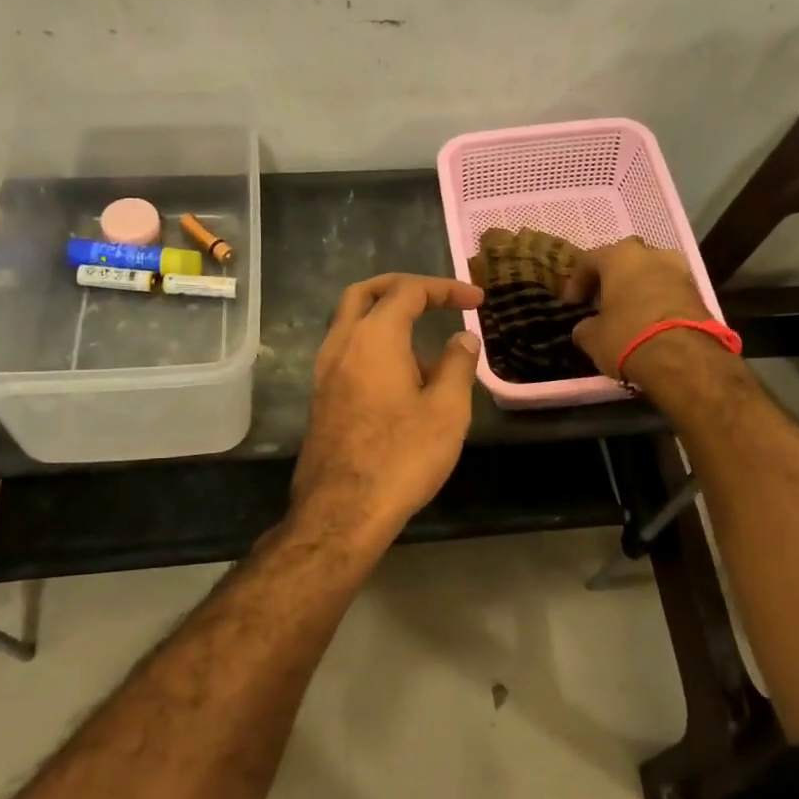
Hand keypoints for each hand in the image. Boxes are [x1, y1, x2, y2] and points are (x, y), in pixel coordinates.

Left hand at [290, 274, 483, 552]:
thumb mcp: (447, 411)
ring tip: (428, 348)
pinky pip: (348, 353)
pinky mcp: (321, 399)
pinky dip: (374, 346)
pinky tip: (403, 379)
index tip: (476, 300)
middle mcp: (341, 345)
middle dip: (402, 287)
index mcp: (373, 338)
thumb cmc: (401, 457)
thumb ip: (457, 366)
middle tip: (436, 297)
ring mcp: (324, 372)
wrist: (341, 511)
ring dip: (387, 319)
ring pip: (351, 323)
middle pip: (365, 293)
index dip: (444, 288)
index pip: (408, 291)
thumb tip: (462, 339)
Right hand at [562, 238, 715, 380]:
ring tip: (627, 312)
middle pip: (624, 261)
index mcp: (620, 256)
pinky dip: (656, 301)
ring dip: (637, 288)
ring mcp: (679, 270)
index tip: (571, 303)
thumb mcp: (592, 337)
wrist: (684, 357)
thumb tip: (587, 327)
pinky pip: (668, 290)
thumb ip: (585, 326)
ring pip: (650, 274)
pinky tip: (648, 321)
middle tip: (601, 301)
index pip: (589, 260)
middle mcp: (651, 254)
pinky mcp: (698, 291)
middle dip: (611, 279)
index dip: (576, 282)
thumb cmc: (627, 336)